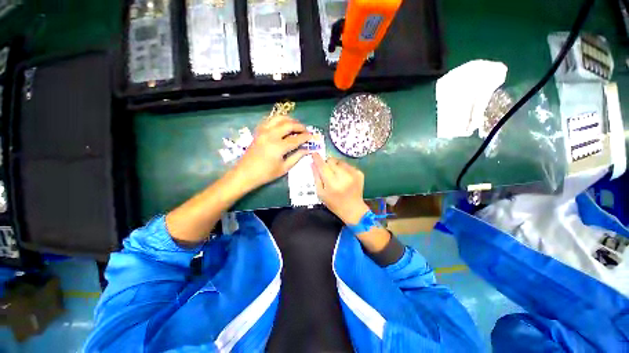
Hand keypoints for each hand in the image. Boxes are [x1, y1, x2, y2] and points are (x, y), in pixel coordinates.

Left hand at [233, 115, 311, 189]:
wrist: (245, 173)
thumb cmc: (266, 174)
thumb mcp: (284, 168)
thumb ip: (297, 156)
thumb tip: (307, 149)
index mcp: (278, 147)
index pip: (296, 138)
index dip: (306, 137)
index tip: (312, 137)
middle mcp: (271, 135)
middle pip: (289, 125)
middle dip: (300, 126)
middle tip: (306, 131)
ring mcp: (263, 131)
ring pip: (279, 118)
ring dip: (290, 120)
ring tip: (296, 126)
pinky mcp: (259, 130)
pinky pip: (270, 120)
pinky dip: (279, 120)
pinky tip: (283, 125)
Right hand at [311, 154, 369, 223]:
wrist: (353, 209)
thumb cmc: (334, 203)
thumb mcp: (321, 193)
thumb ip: (316, 177)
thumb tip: (312, 163)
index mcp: (332, 183)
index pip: (323, 166)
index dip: (317, 159)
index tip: (314, 154)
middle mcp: (344, 176)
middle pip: (331, 161)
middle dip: (327, 164)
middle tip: (326, 171)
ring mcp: (353, 174)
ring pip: (340, 161)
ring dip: (335, 166)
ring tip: (336, 176)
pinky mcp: (359, 173)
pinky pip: (347, 165)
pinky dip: (343, 169)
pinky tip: (344, 178)